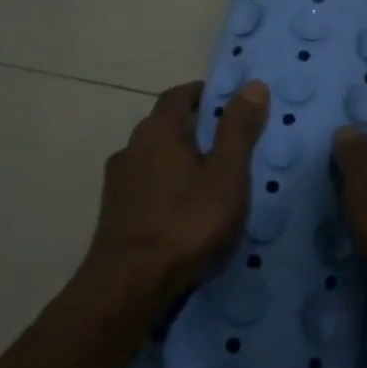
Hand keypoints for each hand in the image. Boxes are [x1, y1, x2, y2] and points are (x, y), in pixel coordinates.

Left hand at [87, 79, 269, 300]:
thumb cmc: (187, 222)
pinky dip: (165, 187)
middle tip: (227, 145)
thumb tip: (253, 83)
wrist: (130, 284)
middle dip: (194, 128)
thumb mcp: (227, 174)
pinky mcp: (114, 212)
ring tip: (208, 182)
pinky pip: (145, 185)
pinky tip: (182, 211)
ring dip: (178, 160)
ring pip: (153, 157)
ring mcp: (118, 181)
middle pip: (164, 125)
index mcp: (159, 130)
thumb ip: (239, 129)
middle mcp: (132, 146)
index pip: (179, 95)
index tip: (229, 104)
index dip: (204, 94)